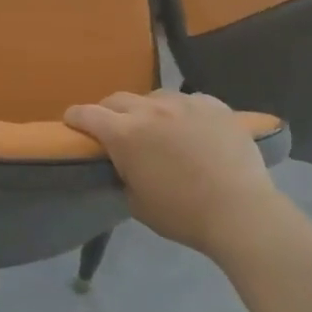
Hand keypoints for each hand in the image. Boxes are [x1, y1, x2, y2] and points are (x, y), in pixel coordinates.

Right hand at [65, 90, 289, 257]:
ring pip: (154, 97)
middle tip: (114, 129)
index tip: (72, 123)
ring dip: (147, 110)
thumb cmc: (182, 214)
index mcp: (124, 134)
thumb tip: (125, 164)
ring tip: (157, 128)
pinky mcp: (214, 104)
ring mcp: (185, 103)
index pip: (86, 114)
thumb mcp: (136, 202)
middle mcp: (150, 110)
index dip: (75, 118)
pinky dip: (182, 112)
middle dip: (109, 112)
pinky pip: (189, 101)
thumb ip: (124, 174)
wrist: (239, 210)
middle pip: (117, 99)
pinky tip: (191, 128)